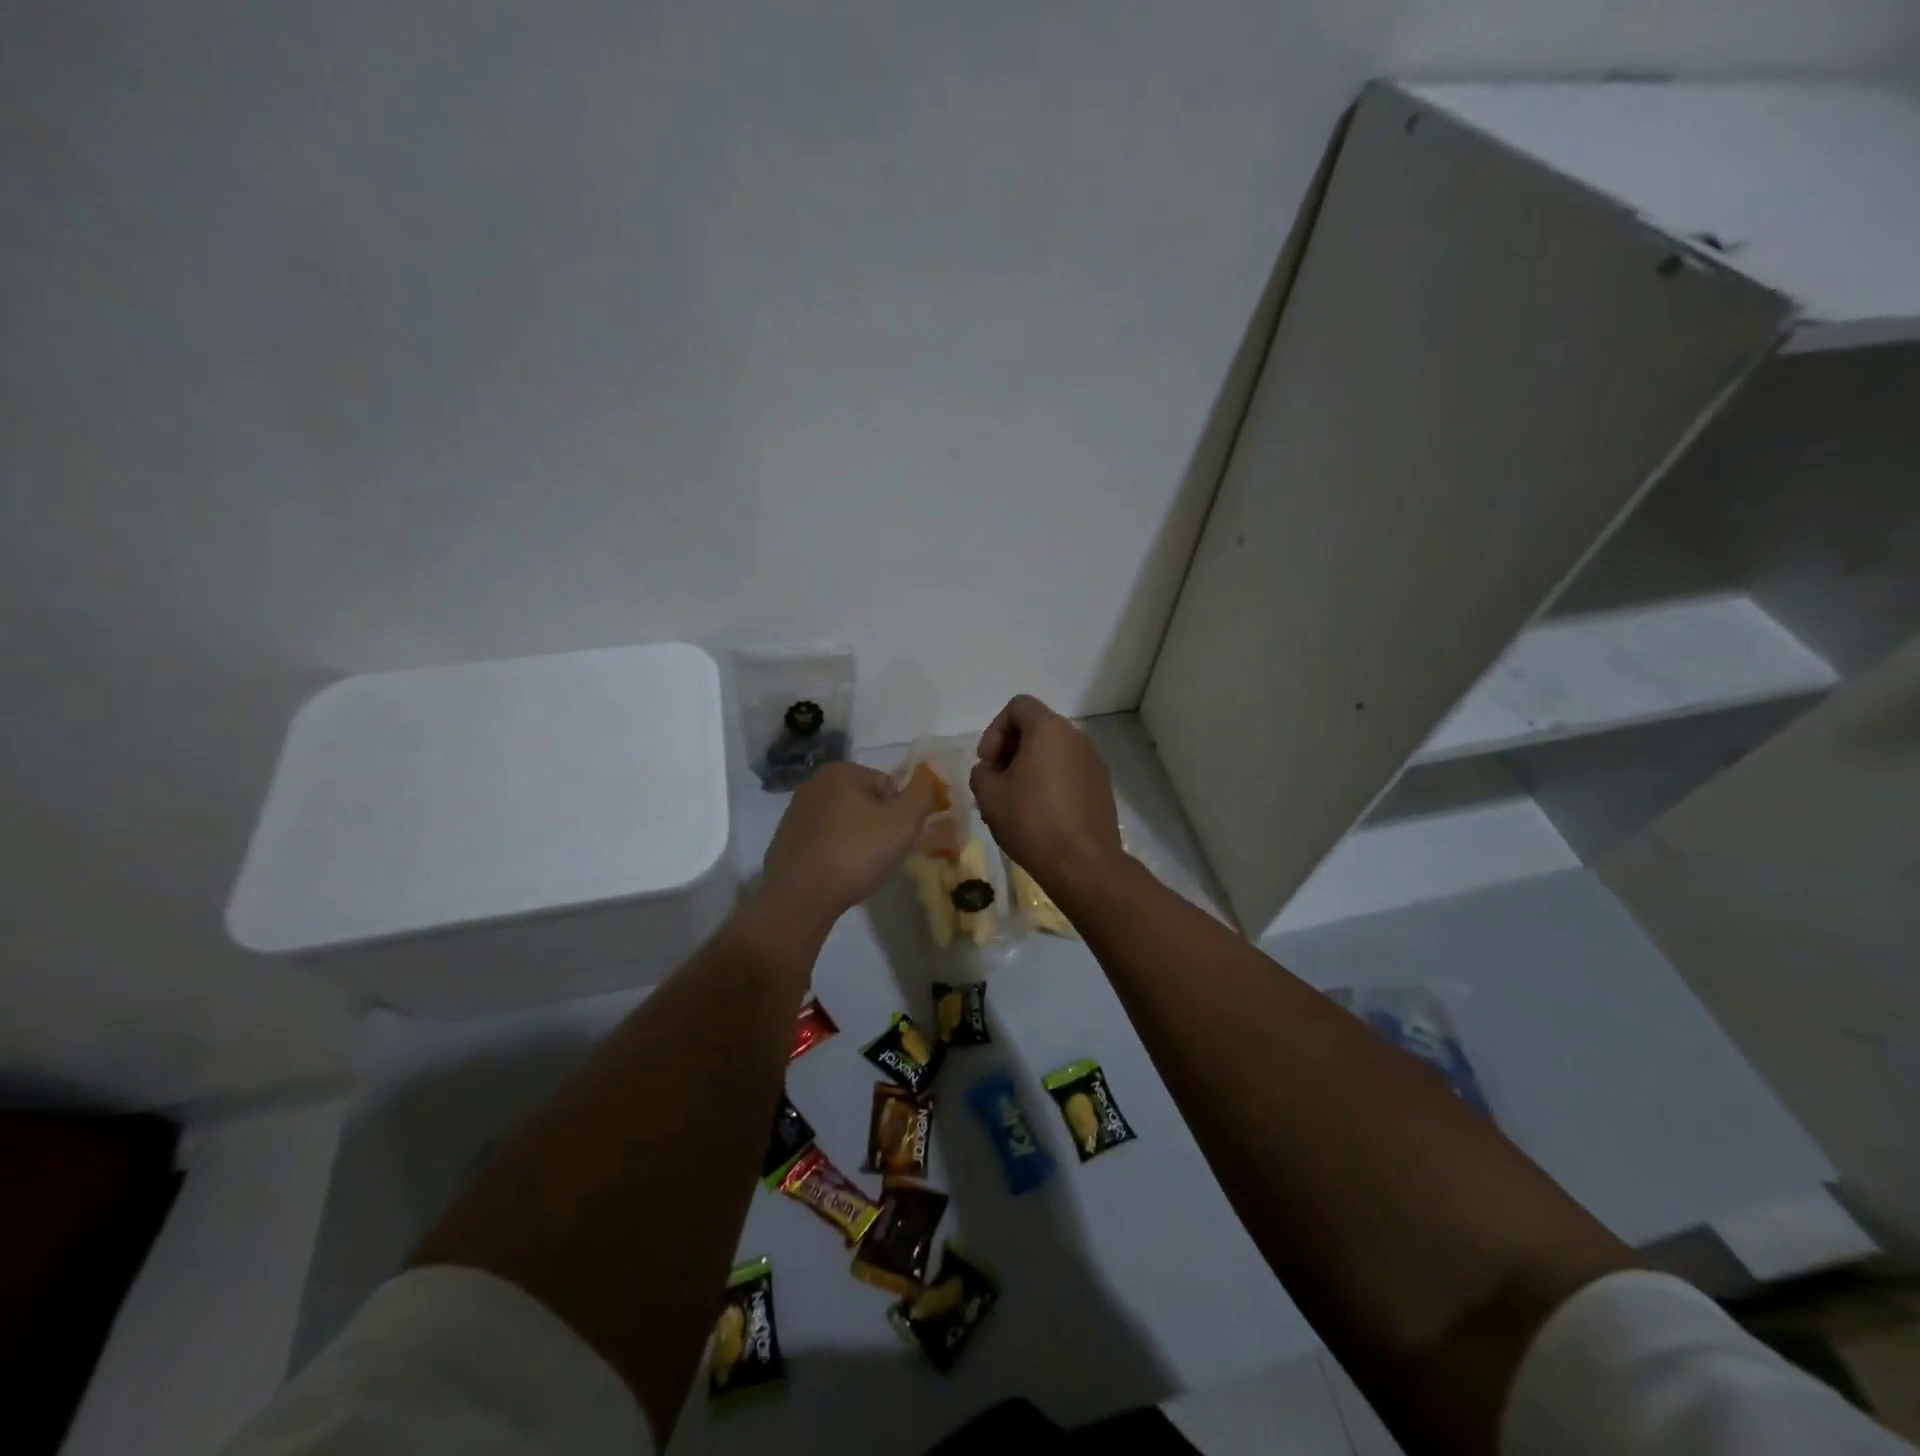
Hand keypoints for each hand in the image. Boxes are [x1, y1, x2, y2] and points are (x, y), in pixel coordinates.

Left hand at [761, 761, 937, 925]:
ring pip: (844, 822)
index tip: (895, 840)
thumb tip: (930, 776)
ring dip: (856, 840)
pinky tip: (836, 873)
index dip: (899, 815)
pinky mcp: (784, 838)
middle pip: (865, 802)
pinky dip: (834, 852)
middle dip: (877, 826)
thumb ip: (923, 794)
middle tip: (880, 856)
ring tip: (858, 868)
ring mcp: (795, 811)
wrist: (801, 896)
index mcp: (841, 771)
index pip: (888, 786)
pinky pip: (823, 840)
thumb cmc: (857, 852)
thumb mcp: (903, 822)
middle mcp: (814, 783)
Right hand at [970, 696, 1124, 892]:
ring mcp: (1094, 762)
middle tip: (996, 782)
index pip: (1018, 706)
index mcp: (1049, 729)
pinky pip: (1069, 771)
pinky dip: (1051, 781)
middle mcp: (1076, 737)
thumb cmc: (1031, 822)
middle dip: (1011, 749)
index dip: (995, 730)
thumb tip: (991, 771)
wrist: (1083, 864)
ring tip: (1015, 801)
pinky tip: (1040, 814)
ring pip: (1054, 751)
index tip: (988, 762)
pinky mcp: (1102, 786)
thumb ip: (981, 772)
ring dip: (1030, 767)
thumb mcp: (988, 795)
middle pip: (1037, 727)